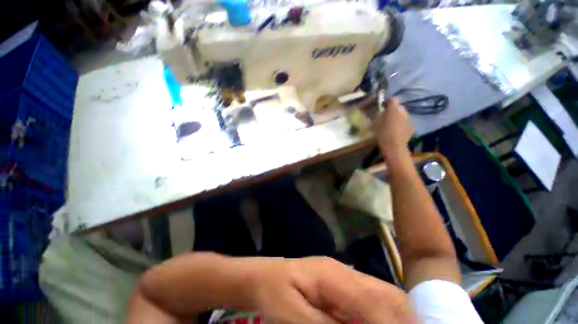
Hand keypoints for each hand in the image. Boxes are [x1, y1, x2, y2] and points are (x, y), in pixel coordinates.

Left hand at [246, 257, 415, 323]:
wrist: (263, 277)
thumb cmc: (274, 294)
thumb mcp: (296, 317)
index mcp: (332, 275)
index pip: (372, 300)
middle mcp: (342, 271)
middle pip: (384, 292)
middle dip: (404, 318)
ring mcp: (341, 274)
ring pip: (381, 292)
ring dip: (396, 315)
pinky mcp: (338, 282)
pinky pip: (369, 295)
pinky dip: (382, 312)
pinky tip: (380, 323)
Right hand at [374, 98, 412, 160]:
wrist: (394, 147)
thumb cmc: (382, 134)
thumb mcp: (377, 123)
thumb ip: (380, 114)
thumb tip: (383, 109)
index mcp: (394, 109)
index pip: (393, 100)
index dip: (388, 102)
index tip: (382, 107)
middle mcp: (404, 112)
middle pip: (398, 107)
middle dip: (393, 110)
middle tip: (385, 117)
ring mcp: (409, 119)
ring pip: (402, 115)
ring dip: (397, 117)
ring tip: (390, 124)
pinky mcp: (411, 127)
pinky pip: (404, 122)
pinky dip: (401, 124)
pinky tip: (395, 131)